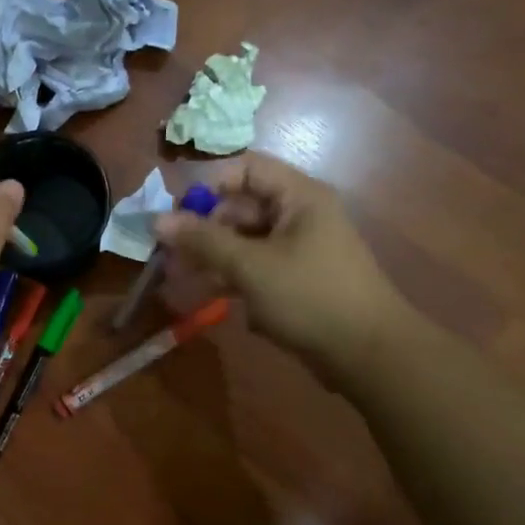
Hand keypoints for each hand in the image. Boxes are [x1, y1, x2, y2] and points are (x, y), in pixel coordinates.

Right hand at [153, 153, 409, 389]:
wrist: (367, 354)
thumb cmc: (309, 297)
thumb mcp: (250, 266)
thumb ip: (203, 240)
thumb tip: (157, 220)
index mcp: (298, 196)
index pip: (245, 169)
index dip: (208, 186)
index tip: (177, 214)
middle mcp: (298, 215)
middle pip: (239, 207)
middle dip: (202, 230)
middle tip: (169, 255)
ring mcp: (297, 249)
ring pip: (243, 241)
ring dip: (210, 257)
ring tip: (178, 279)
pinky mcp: (294, 280)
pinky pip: (254, 267)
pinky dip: (229, 278)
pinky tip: (204, 297)